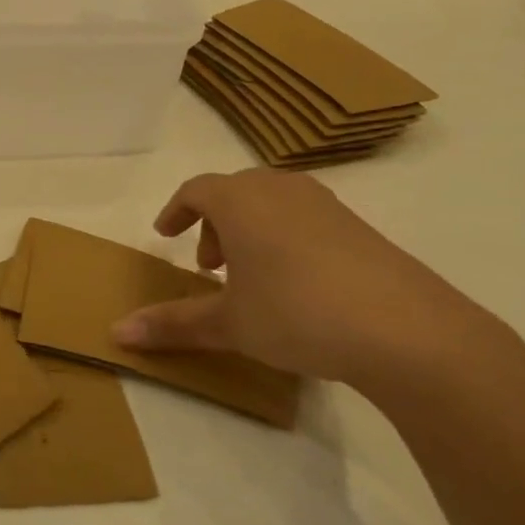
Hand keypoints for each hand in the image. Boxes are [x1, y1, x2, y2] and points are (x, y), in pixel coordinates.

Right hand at [112, 170, 513, 394]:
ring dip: (250, 231)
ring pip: (272, 203)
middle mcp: (280, 190)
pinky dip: (285, 238)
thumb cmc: (297, 313)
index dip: (175, 211)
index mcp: (240, 201)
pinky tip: (298, 285)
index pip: (195, 190)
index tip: (165, 235)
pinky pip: (305, 219)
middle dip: (213, 225)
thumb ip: (172, 324)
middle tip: (209, 267)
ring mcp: (326, 205)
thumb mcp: (229, 323)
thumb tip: (116, 333)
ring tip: (251, 277)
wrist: (408, 331)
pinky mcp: (361, 227)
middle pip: (234, 192)